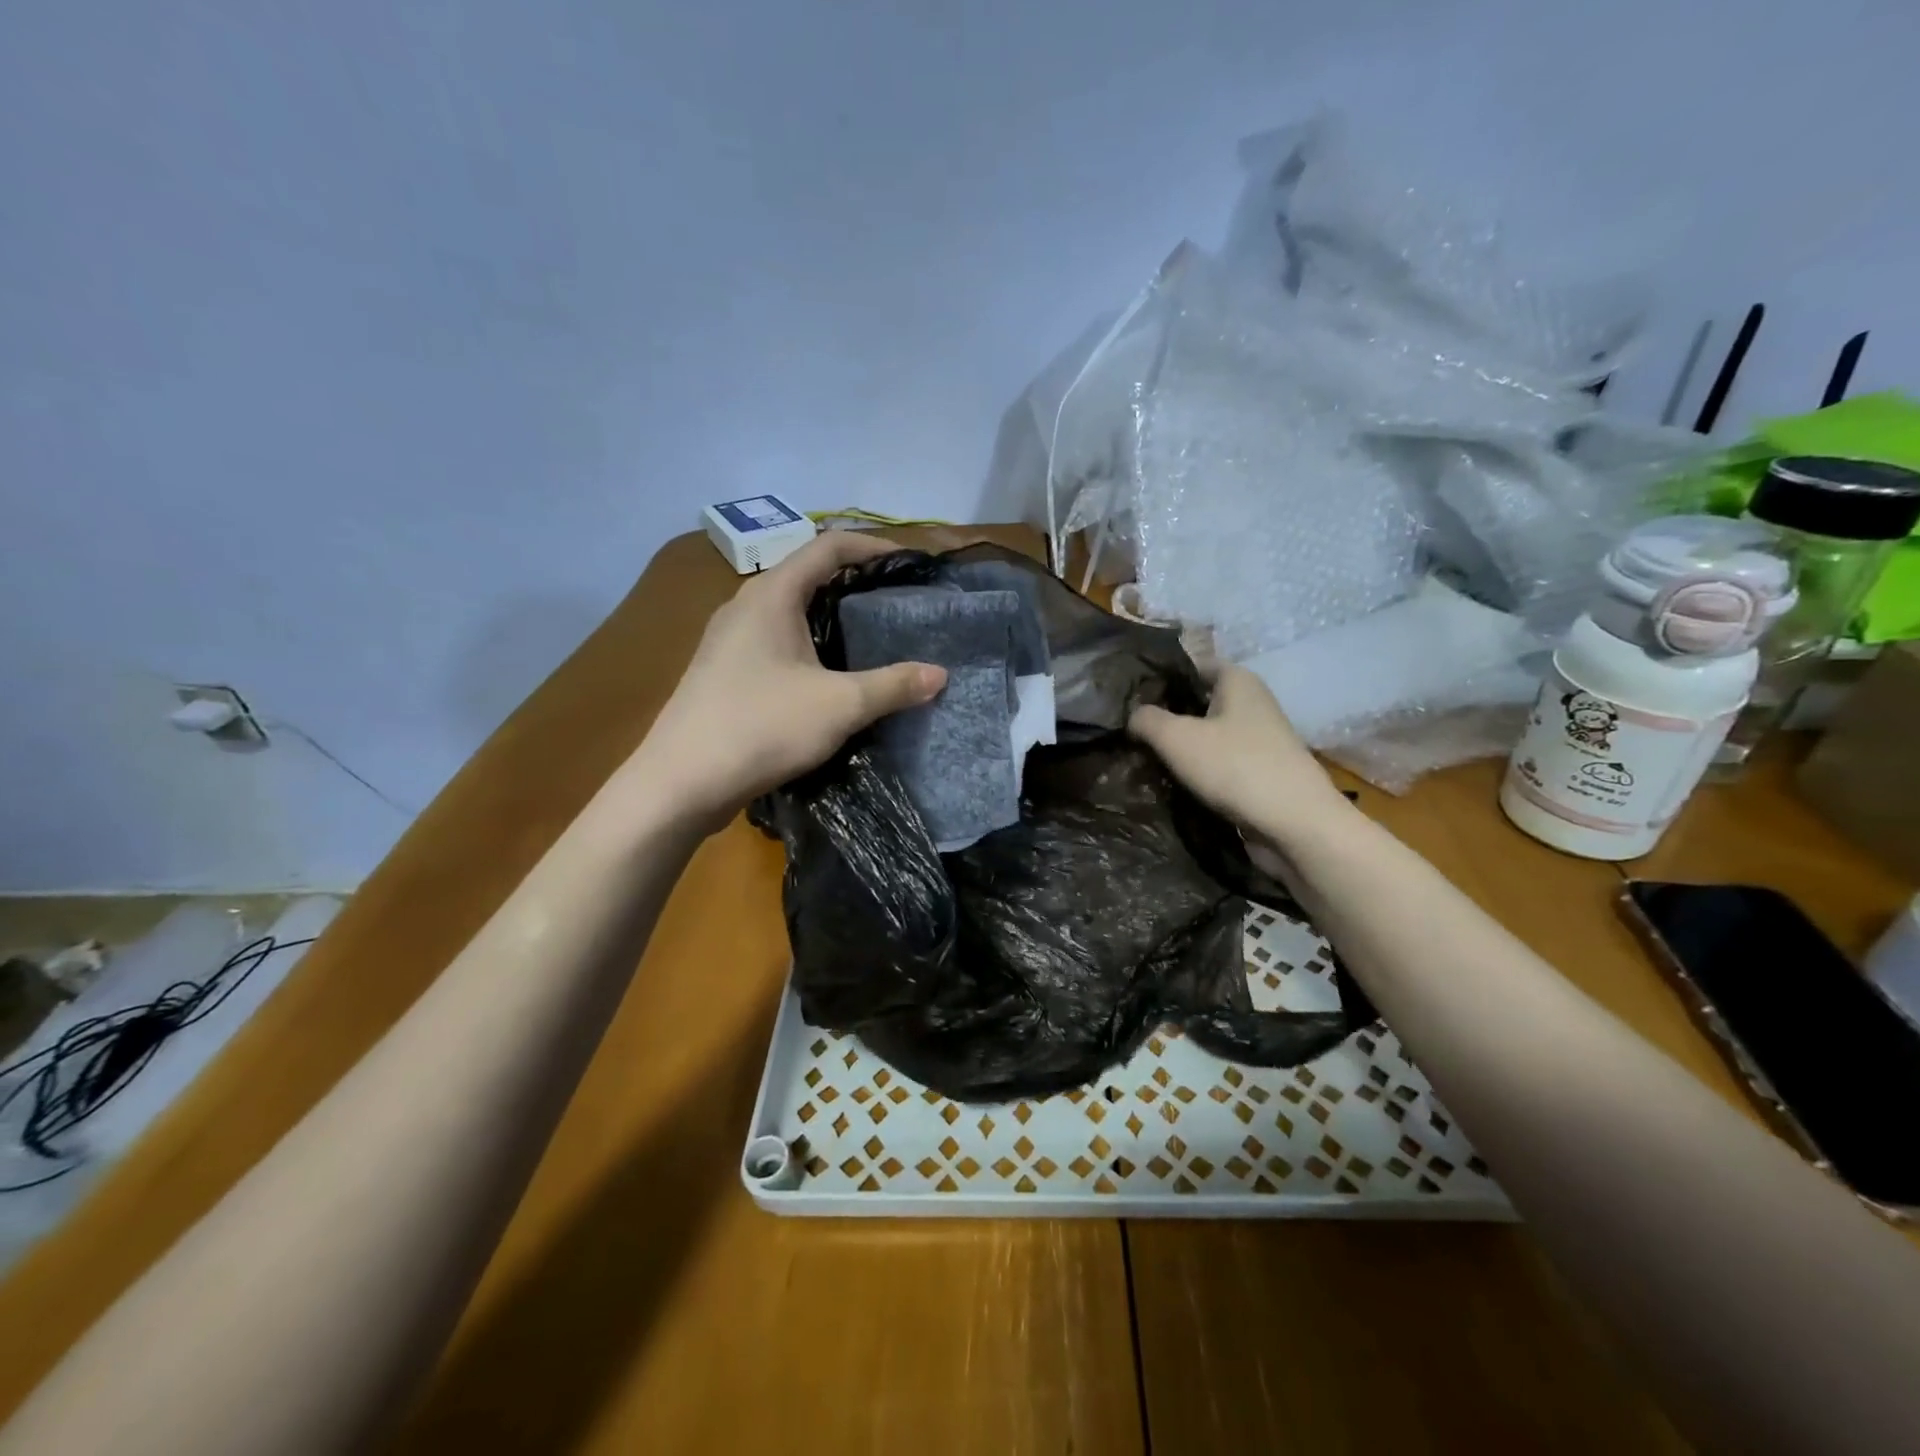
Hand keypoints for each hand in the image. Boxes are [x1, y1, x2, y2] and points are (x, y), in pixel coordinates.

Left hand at [633, 530, 946, 827]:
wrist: (681, 782)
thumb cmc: (762, 727)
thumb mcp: (840, 706)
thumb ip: (893, 686)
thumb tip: (940, 674)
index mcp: (771, 595)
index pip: (828, 547)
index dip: (872, 547)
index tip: (909, 564)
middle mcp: (745, 606)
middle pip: (807, 575)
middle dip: (854, 583)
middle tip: (896, 603)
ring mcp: (728, 640)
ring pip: (789, 611)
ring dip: (829, 616)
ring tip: (870, 638)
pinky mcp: (722, 671)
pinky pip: (774, 641)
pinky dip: (808, 644)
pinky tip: (827, 677)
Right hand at [1129, 666, 1354, 851]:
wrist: (1295, 825)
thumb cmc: (1235, 767)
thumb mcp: (1176, 738)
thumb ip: (1146, 719)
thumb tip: (1132, 716)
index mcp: (1238, 681)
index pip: (1192, 664)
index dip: (1160, 675)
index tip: (1128, 694)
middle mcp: (1252, 703)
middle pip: (1198, 701)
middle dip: (1166, 714)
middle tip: (1127, 729)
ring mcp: (1259, 740)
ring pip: (1207, 734)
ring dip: (1179, 746)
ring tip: (1141, 756)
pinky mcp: (1259, 772)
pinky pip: (1219, 763)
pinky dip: (1197, 770)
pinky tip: (1171, 782)